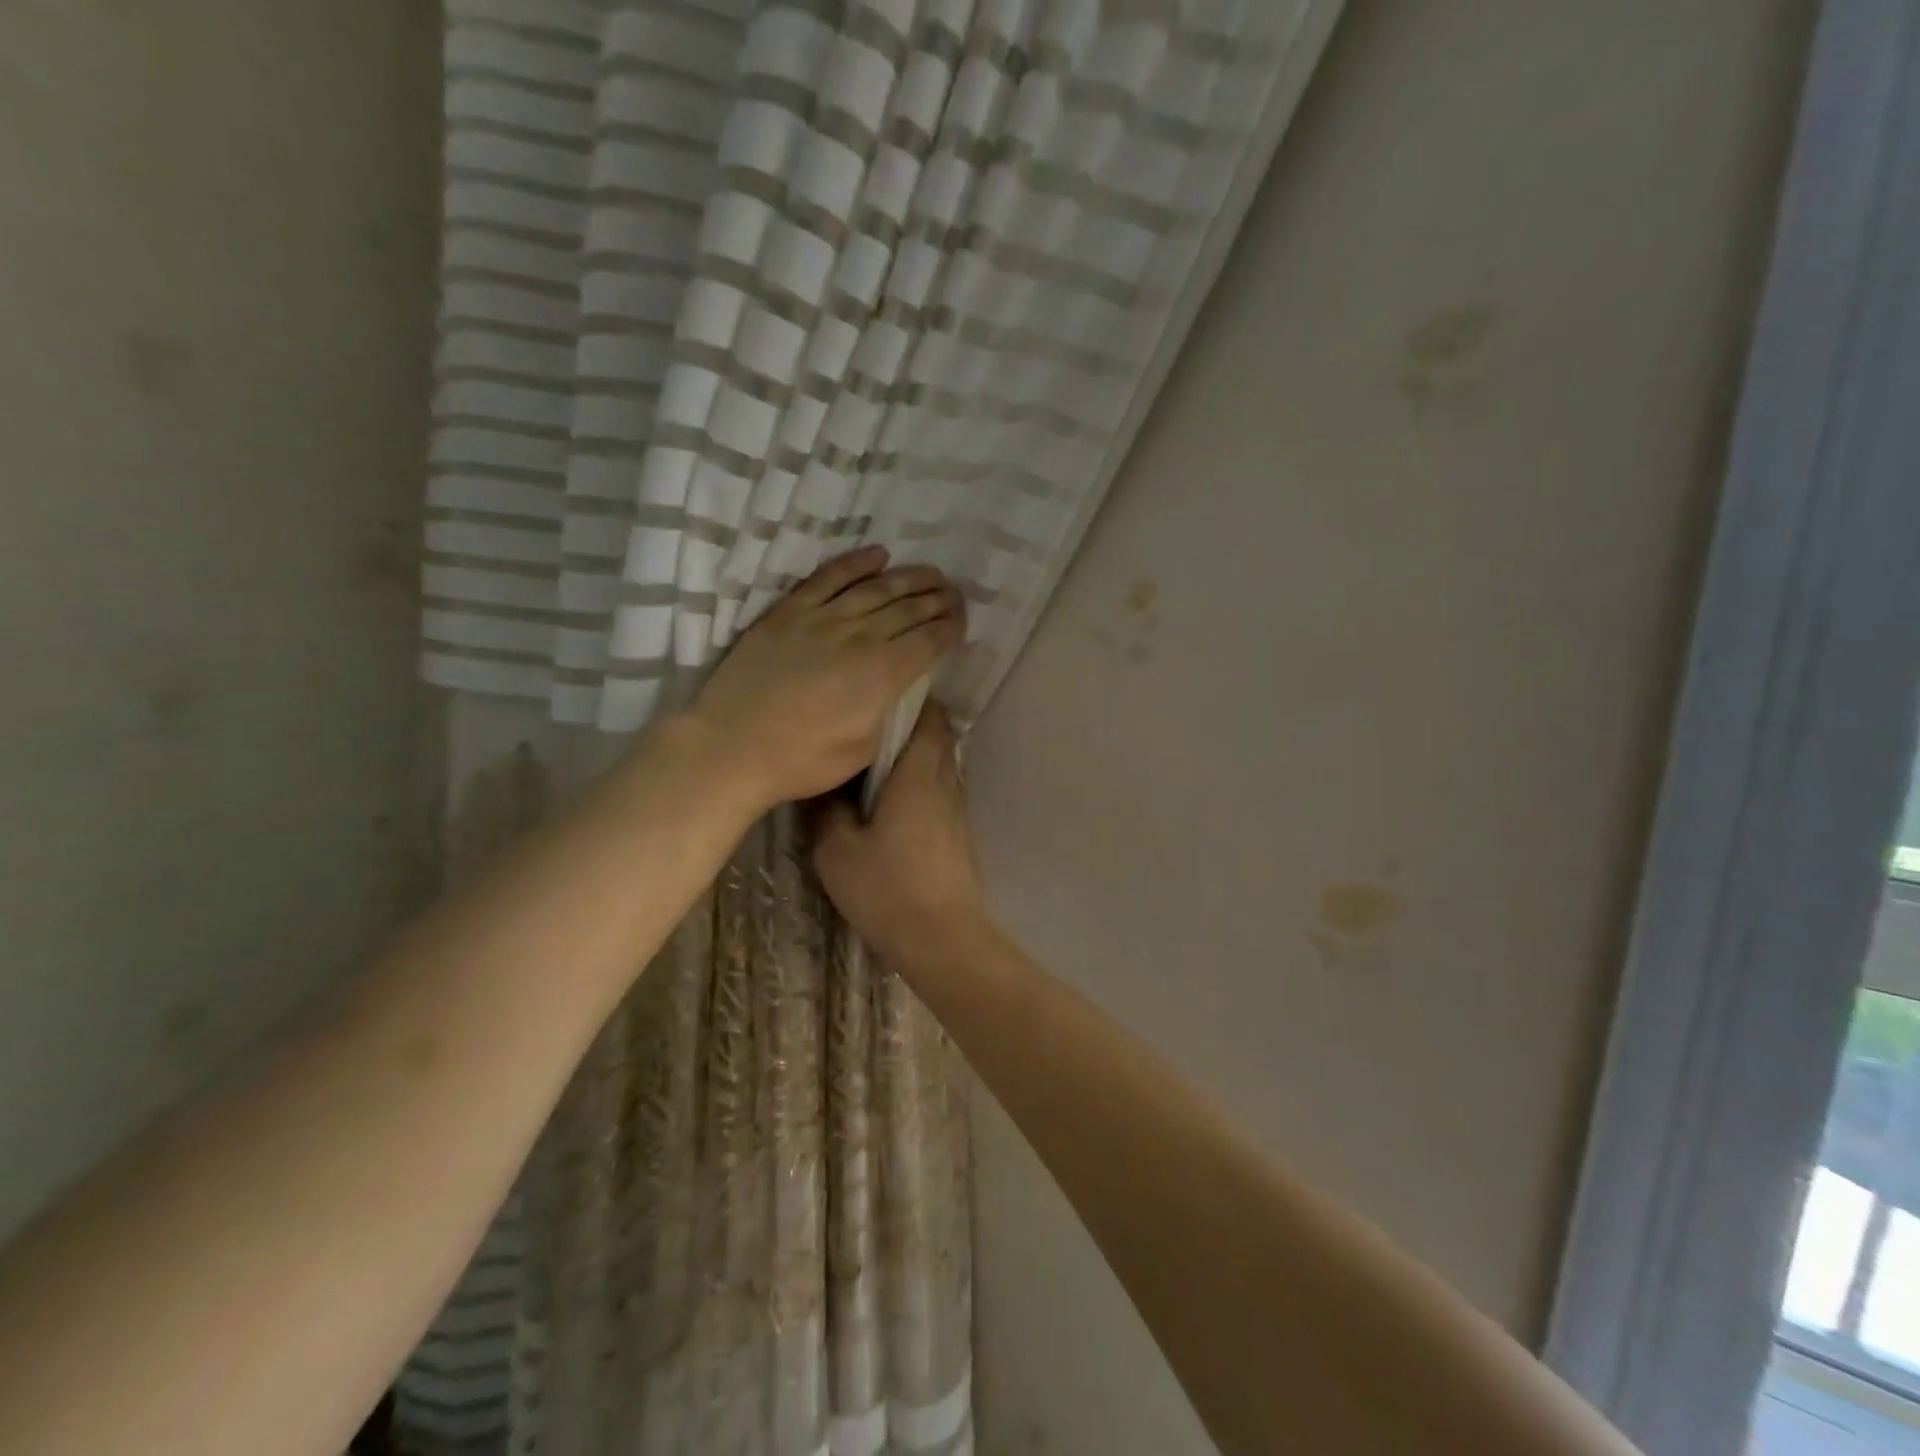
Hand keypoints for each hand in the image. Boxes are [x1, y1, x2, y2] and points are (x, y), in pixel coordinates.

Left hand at [685, 546, 965, 807]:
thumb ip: (892, 714)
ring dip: (909, 578)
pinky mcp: (789, 612)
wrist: (732, 747)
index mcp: (883, 674)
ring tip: (930, 572)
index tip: (963, 621)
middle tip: (955, 593)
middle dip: (938, 599)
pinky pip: (828, 577)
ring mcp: (822, 618)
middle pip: (909, 609)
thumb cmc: (803, 760)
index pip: (929, 640)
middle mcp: (860, 637)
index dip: (950, 627)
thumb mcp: (865, 750)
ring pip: (876, 588)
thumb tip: (910, 690)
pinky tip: (877, 554)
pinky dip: (855, 563)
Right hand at [814, 705, 987, 965]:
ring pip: (937, 765)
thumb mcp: (838, 850)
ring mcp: (955, 808)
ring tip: (869, 764)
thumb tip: (825, 789)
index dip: (909, 699)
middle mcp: (945, 782)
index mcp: (919, 774)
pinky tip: (887, 803)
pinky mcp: (956, 833)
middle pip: (935, 737)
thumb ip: (828, 812)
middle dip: (906, 727)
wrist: (941, 938)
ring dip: (911, 758)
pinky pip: (937, 791)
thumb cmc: (888, 887)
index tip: (877, 696)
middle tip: (864, 729)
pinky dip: (917, 784)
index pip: (929, 716)